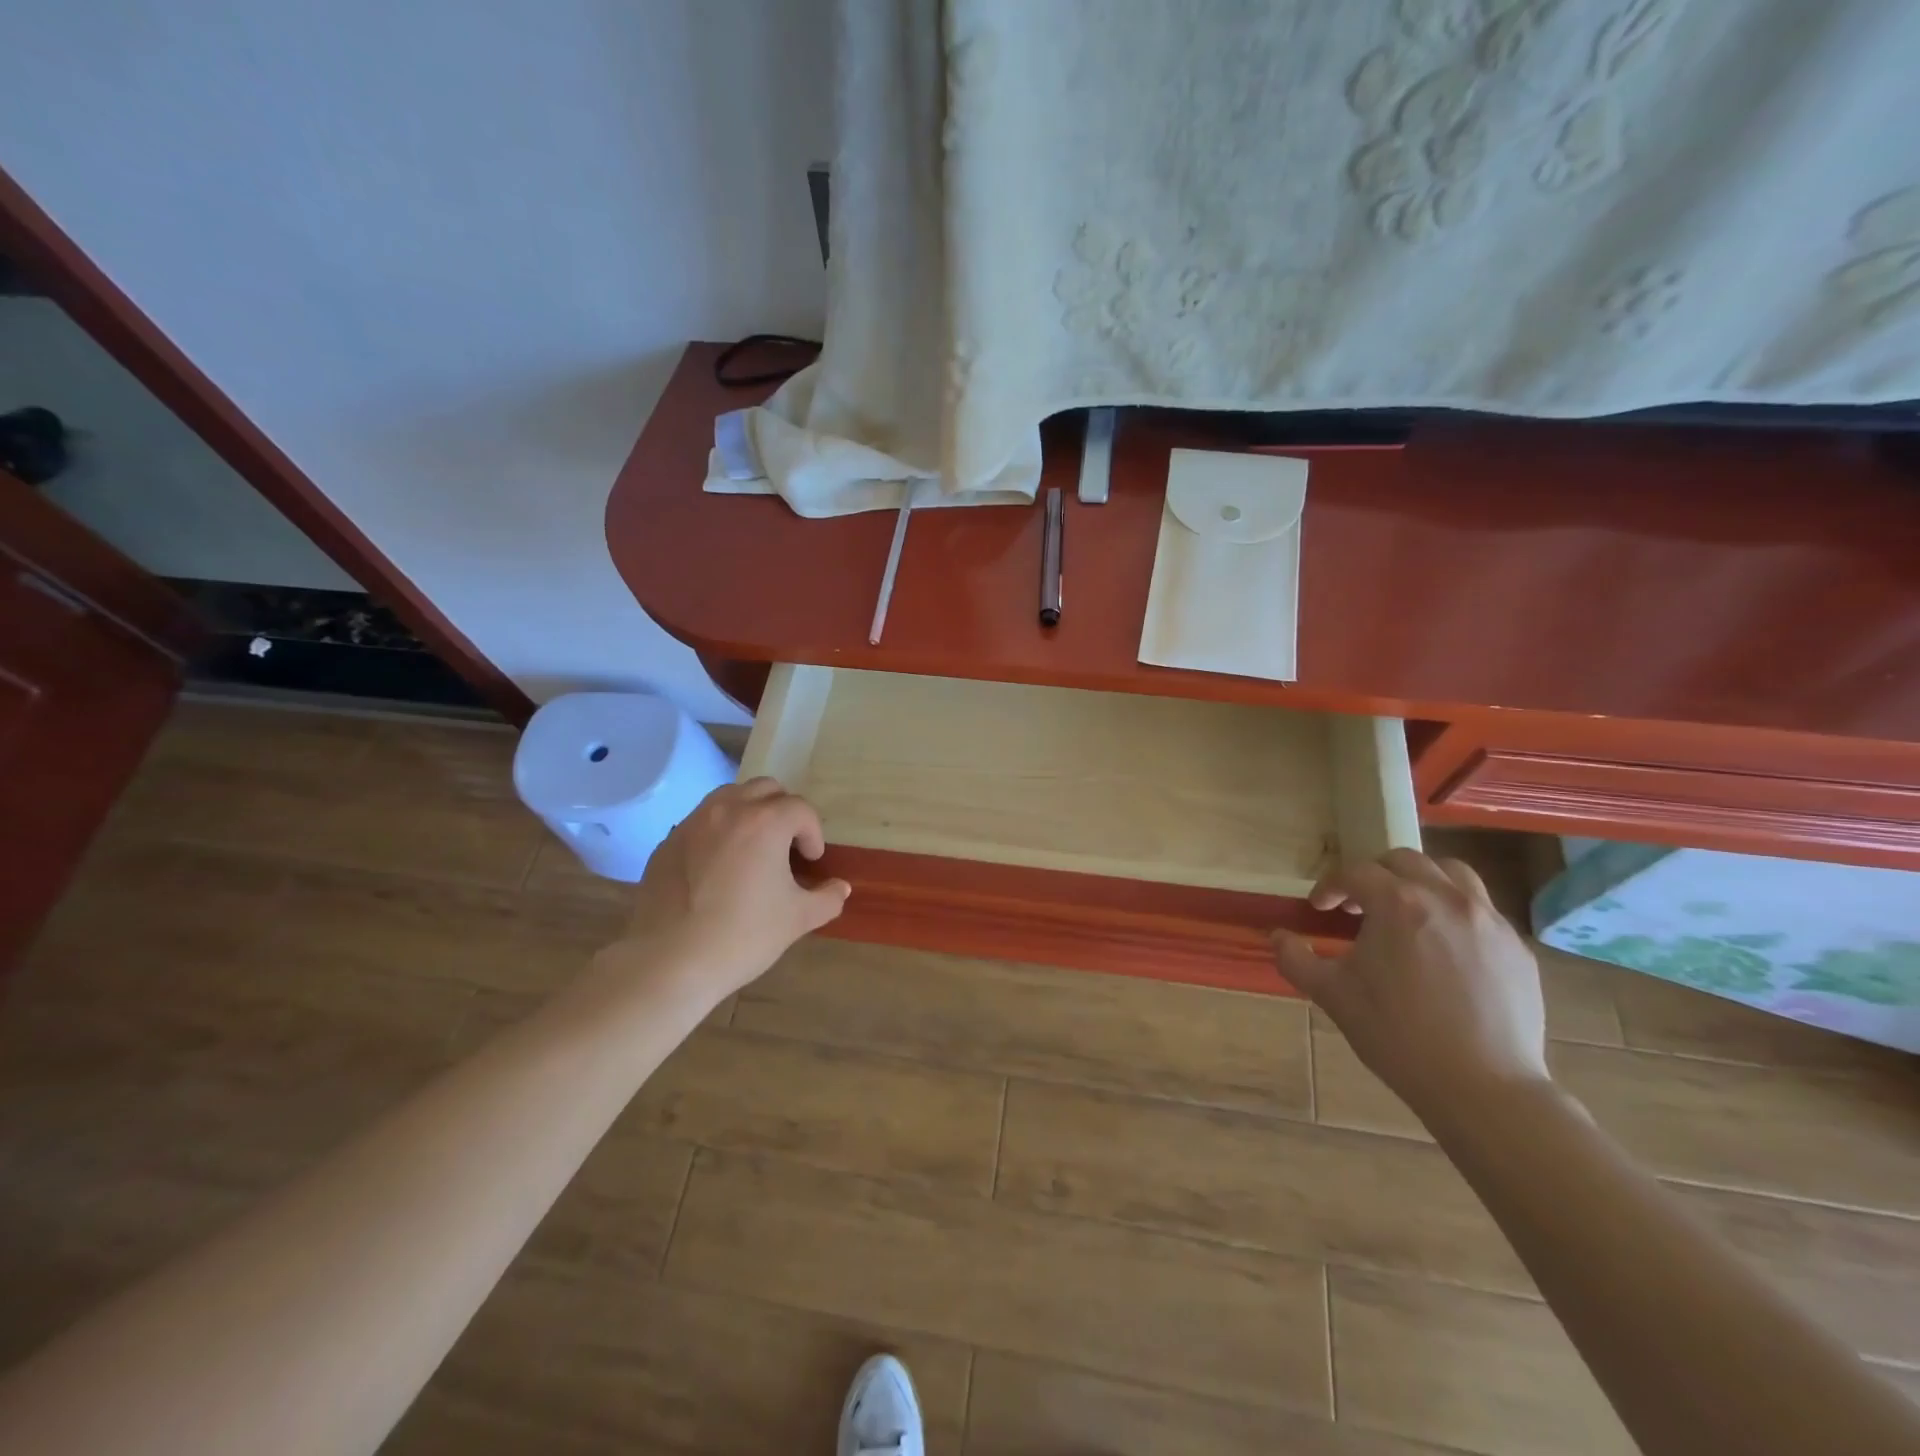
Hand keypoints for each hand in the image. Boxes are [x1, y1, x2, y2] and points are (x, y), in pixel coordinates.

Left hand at [603, 778, 849, 1006]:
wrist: (669, 962)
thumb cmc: (743, 936)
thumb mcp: (797, 920)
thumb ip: (827, 898)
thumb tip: (840, 888)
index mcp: (765, 822)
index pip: (800, 809)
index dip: (813, 834)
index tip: (811, 862)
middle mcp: (728, 810)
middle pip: (765, 789)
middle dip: (783, 811)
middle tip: (787, 847)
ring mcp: (692, 823)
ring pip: (729, 797)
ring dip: (749, 813)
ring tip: (753, 848)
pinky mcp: (667, 843)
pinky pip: (701, 822)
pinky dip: (717, 832)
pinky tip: (718, 869)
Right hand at [1273, 849, 1548, 1129]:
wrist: (1483, 1087)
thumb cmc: (1397, 1036)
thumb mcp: (1332, 995)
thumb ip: (1296, 958)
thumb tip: (1277, 936)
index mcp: (1398, 903)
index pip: (1355, 873)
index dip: (1331, 886)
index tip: (1320, 908)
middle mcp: (1446, 898)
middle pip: (1404, 861)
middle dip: (1375, 875)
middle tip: (1360, 907)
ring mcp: (1489, 921)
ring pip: (1452, 874)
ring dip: (1421, 882)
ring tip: (1408, 912)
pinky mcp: (1517, 948)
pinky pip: (1483, 911)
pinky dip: (1455, 913)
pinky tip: (1445, 949)